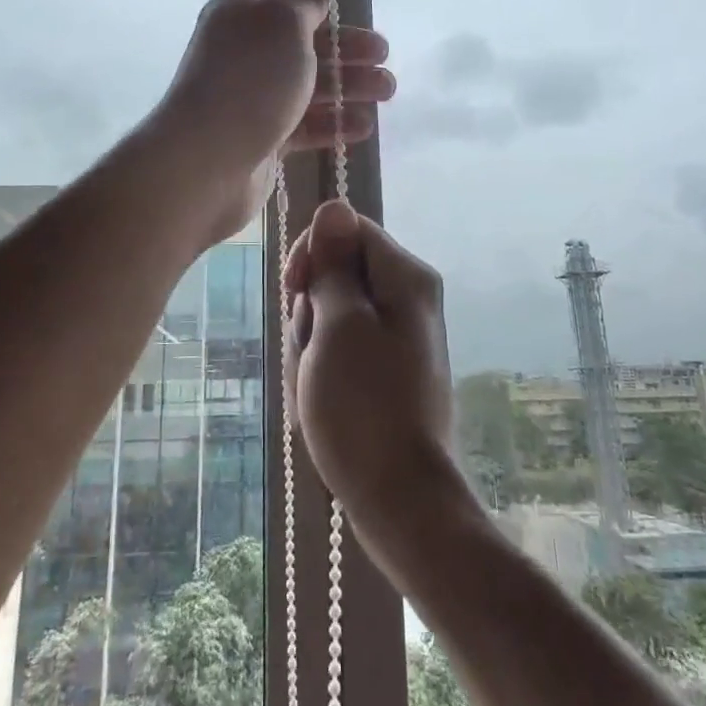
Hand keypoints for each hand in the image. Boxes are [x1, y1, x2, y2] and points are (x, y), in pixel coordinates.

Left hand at [151, 0, 392, 242]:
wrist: (207, 160)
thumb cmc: (251, 80)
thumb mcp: (284, 25)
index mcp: (242, 14)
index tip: (348, 3)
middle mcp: (245, 52)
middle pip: (303, 42)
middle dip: (346, 46)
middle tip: (384, 54)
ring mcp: (253, 97)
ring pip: (308, 85)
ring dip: (349, 85)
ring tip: (387, 91)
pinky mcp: (262, 137)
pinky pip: (304, 124)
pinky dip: (333, 123)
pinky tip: (362, 127)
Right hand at [282, 200, 457, 522]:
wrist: (400, 499)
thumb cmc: (364, 406)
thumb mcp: (339, 325)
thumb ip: (335, 265)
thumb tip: (335, 206)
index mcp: (405, 277)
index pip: (347, 230)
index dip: (313, 255)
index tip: (296, 294)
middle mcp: (409, 298)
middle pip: (339, 273)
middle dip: (311, 309)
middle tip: (311, 352)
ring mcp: (400, 336)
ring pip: (334, 314)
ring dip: (312, 345)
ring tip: (315, 386)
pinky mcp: (388, 370)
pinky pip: (343, 348)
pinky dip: (324, 368)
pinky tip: (321, 401)